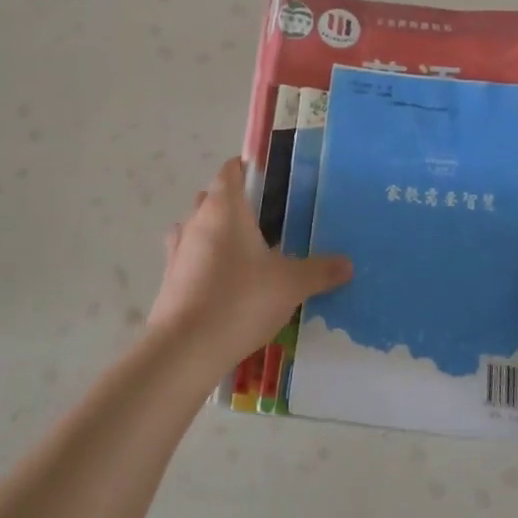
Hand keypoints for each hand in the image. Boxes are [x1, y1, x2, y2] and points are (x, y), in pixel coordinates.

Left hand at [146, 158, 351, 375]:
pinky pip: (189, 258)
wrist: (186, 348)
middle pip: (213, 197)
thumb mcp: (290, 285)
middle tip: (268, 221)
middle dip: (236, 203)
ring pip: (198, 227)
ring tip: (247, 252)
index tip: (272, 181)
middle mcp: (197, 220)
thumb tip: (348, 264)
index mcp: (224, 207)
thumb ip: (319, 271)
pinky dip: (204, 261)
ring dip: (217, 232)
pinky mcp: (169, 279)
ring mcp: (178, 250)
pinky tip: (223, 280)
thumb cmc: (240, 300)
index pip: (231, 170)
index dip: (249, 169)